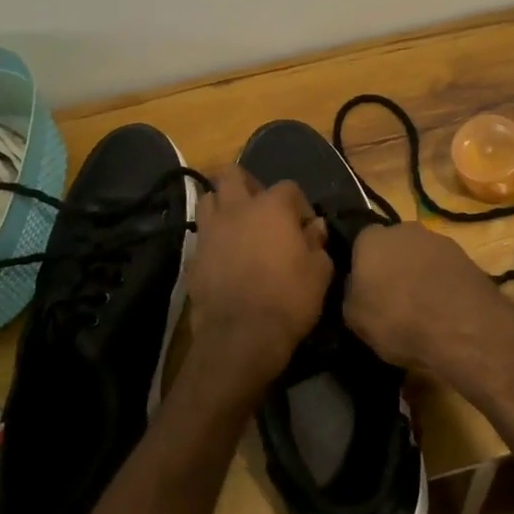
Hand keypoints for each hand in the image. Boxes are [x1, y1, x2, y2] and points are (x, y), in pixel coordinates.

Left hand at [183, 166, 332, 391]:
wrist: (240, 338)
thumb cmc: (288, 299)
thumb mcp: (319, 272)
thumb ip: (317, 242)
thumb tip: (314, 227)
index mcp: (271, 206)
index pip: (288, 187)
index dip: (300, 205)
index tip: (306, 228)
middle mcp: (237, 209)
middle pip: (233, 175)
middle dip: (248, 184)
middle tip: (262, 208)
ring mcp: (210, 231)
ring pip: (208, 198)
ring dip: (223, 205)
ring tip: (238, 226)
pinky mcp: (193, 256)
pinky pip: (202, 234)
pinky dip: (213, 238)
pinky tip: (225, 256)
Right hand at [344, 223, 513, 377]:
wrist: (461, 327)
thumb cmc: (397, 320)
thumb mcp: (354, 318)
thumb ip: (350, 293)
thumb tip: (355, 285)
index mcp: (372, 239)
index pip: (359, 243)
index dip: (360, 265)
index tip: (363, 288)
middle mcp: (404, 230)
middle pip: (392, 245)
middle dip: (391, 265)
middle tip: (391, 296)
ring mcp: (439, 240)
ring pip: (420, 255)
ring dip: (418, 273)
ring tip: (421, 307)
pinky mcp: (466, 257)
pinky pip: (444, 269)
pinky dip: (442, 283)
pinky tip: (443, 309)